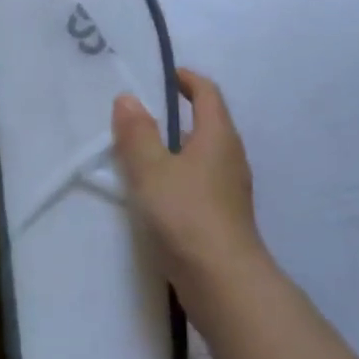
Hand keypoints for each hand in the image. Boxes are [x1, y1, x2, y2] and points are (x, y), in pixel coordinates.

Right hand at [113, 68, 269, 320]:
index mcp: (218, 136)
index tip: (162, 75)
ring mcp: (230, 189)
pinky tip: (155, 192)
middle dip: (176, 114)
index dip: (186, 79)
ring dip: (174, 148)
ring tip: (140, 153)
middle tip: (139, 115)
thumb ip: (137, 133)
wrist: (223, 283)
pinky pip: (199, 181)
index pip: (207, 93)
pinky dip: (178, 175)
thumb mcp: (151, 170)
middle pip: (206, 123)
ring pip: (202, 155)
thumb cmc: (186, 215)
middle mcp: (230, 156)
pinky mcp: (224, 216)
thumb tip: (128, 98)